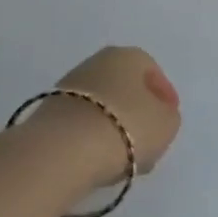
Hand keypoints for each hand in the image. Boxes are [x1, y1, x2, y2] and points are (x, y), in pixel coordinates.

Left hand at [38, 46, 181, 187]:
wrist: (63, 150)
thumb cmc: (125, 127)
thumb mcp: (166, 123)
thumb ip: (168, 115)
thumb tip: (157, 115)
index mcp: (126, 55)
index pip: (151, 70)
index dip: (163, 95)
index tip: (169, 118)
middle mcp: (95, 62)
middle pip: (124, 87)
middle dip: (138, 112)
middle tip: (149, 139)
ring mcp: (68, 87)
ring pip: (102, 106)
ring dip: (115, 127)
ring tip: (126, 158)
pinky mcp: (49, 113)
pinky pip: (82, 124)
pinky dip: (93, 138)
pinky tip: (101, 161)